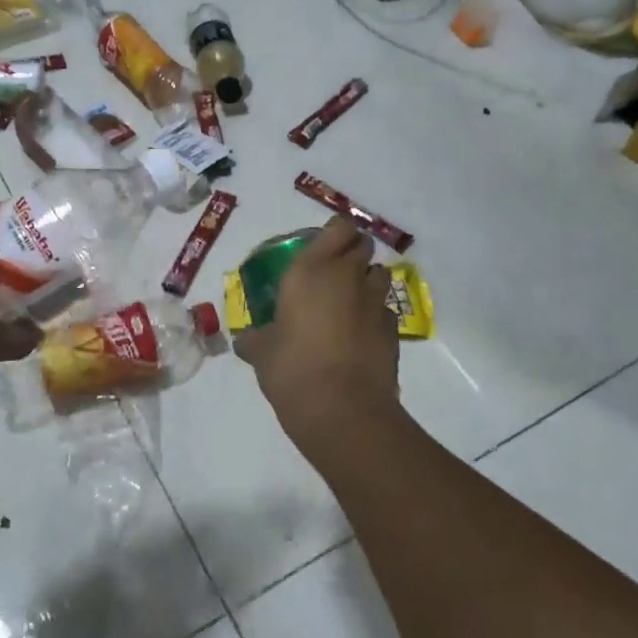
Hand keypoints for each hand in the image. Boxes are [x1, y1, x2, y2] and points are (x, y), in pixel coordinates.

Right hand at [235, 216, 399, 452]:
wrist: (342, 410)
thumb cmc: (292, 368)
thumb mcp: (262, 353)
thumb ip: (254, 340)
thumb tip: (245, 341)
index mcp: (312, 270)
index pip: (338, 228)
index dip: (335, 233)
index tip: (323, 247)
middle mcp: (348, 277)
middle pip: (363, 245)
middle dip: (352, 253)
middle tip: (332, 274)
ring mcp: (375, 303)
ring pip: (380, 275)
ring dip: (367, 282)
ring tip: (348, 304)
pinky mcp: (393, 331)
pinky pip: (385, 311)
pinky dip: (375, 317)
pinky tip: (359, 337)